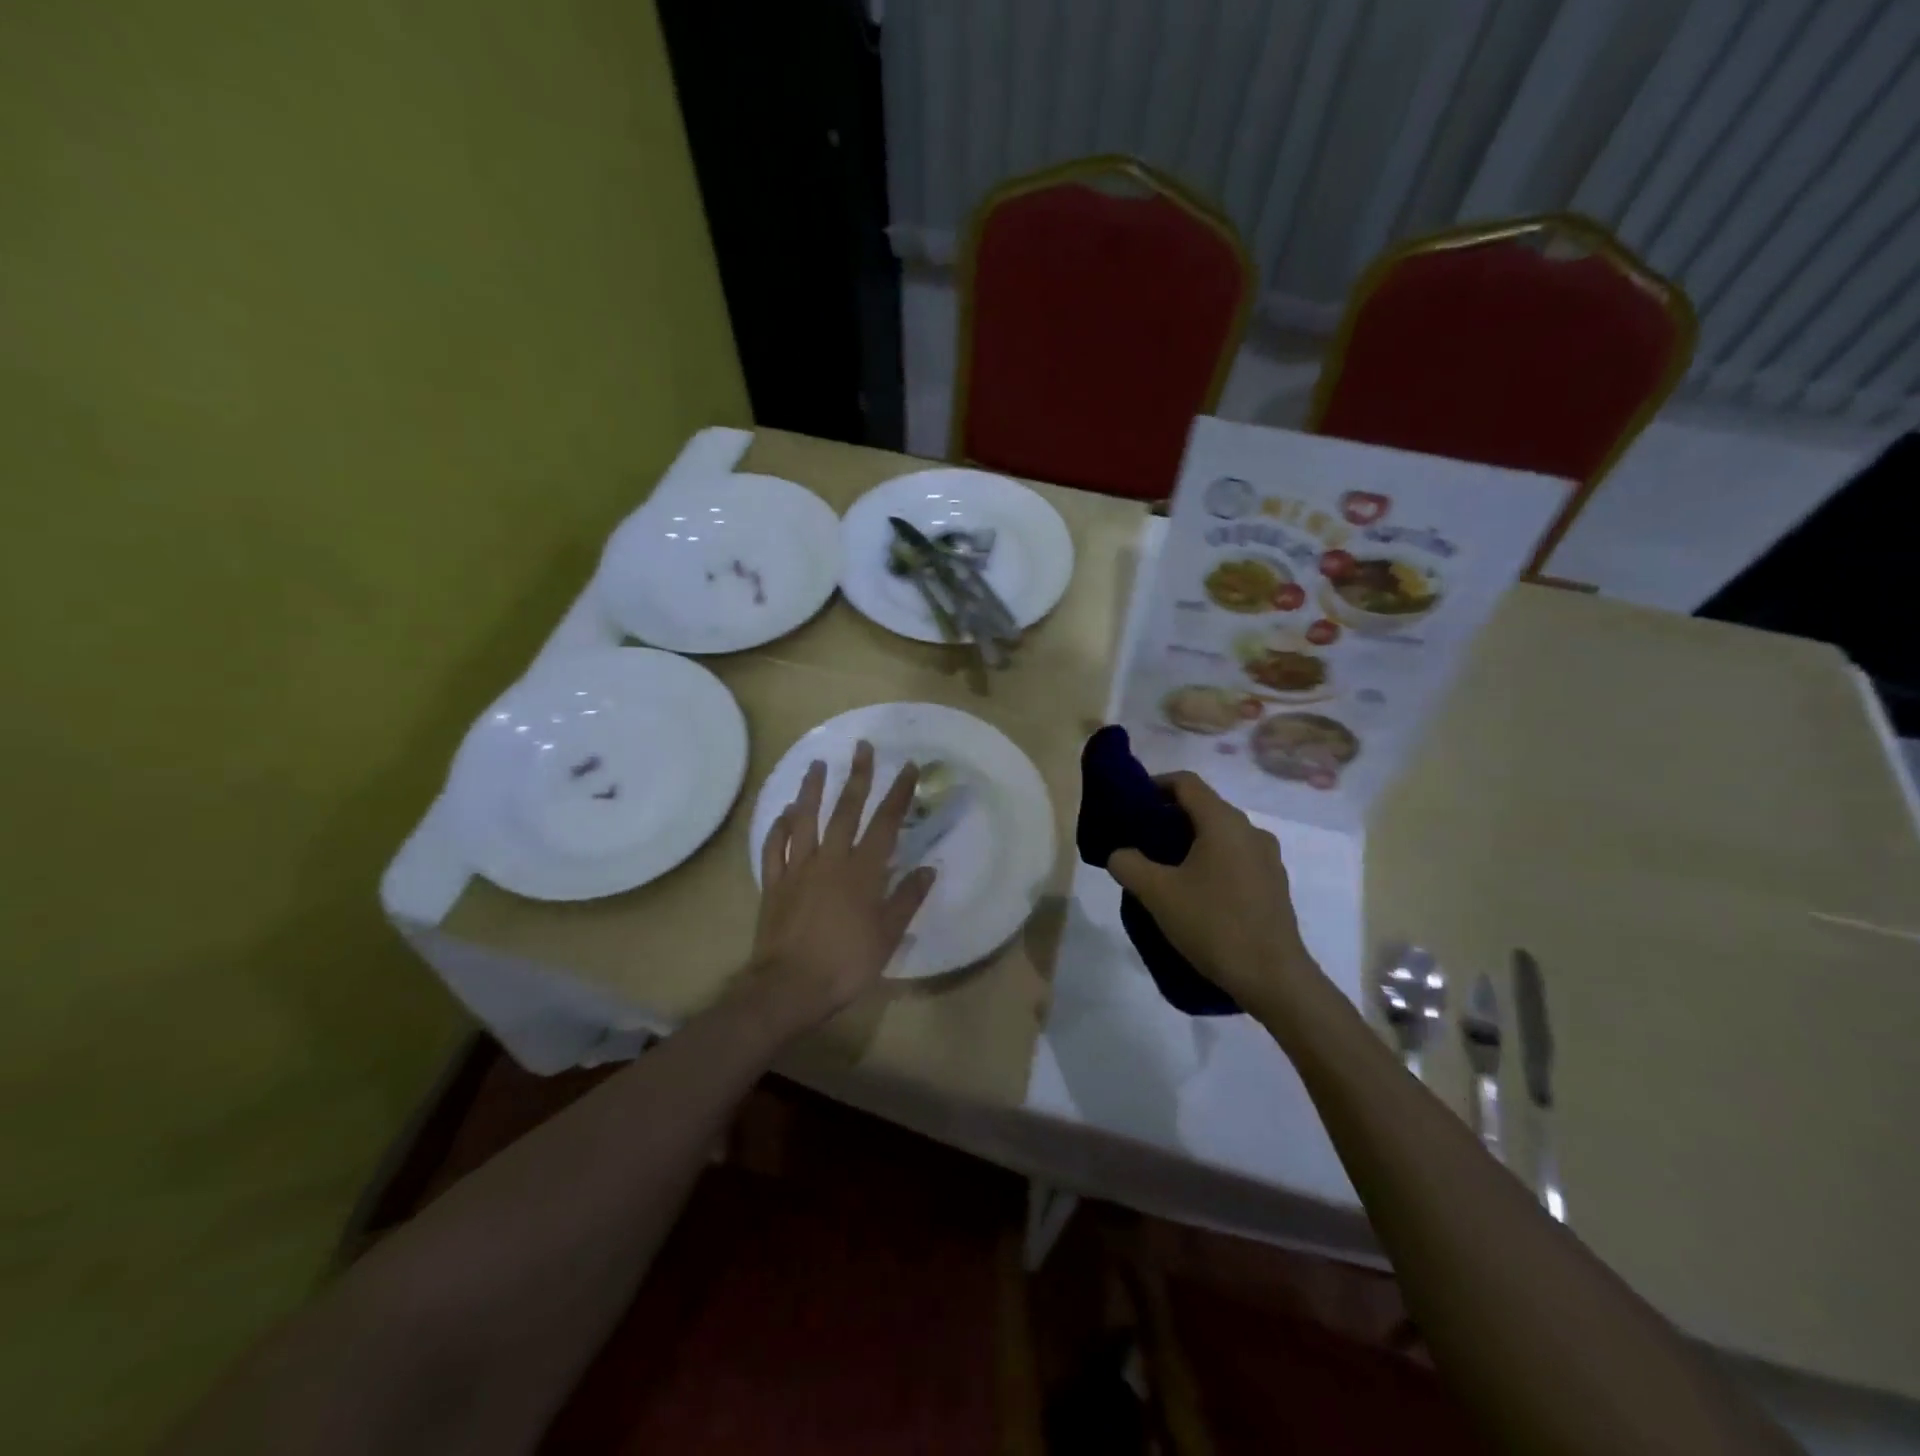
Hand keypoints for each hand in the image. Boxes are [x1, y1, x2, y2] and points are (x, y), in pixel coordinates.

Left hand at [749, 741, 936, 1029]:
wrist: (789, 987)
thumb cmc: (846, 964)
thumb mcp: (887, 936)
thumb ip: (907, 899)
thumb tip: (928, 869)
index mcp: (862, 872)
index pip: (885, 824)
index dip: (898, 794)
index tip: (908, 768)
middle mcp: (830, 860)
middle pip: (845, 810)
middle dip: (857, 777)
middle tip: (862, 747)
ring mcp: (798, 869)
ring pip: (805, 820)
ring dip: (812, 790)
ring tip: (817, 764)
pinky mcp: (774, 883)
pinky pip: (774, 847)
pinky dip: (779, 827)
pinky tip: (785, 812)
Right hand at [1107, 772, 1319, 1010]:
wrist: (1273, 978)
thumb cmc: (1213, 925)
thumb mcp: (1156, 894)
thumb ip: (1128, 864)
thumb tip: (1120, 854)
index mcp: (1223, 822)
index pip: (1186, 783)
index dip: (1155, 784)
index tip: (1131, 804)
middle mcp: (1250, 831)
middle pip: (1203, 808)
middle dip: (1168, 817)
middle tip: (1139, 840)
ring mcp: (1266, 859)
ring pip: (1220, 835)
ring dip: (1189, 843)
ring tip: (1162, 870)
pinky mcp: (1273, 885)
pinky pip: (1234, 858)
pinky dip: (1209, 862)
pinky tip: (1193, 894)